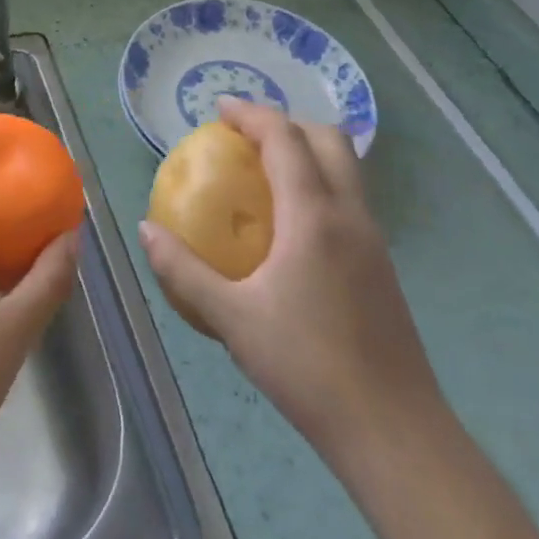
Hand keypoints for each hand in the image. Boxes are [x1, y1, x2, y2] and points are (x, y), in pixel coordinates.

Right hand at [139, 97, 443, 463]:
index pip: (286, 139)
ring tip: (262, 172)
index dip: (252, 114)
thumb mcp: (230, 318)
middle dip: (287, 123)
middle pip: (330, 140)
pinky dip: (318, 186)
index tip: (218, 109)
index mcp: (314, 217)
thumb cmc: (305, 366)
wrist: (392, 429)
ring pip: (347, 170)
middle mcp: (351, 217)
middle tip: (243, 137)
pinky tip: (287, 227)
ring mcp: (374, 242)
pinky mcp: (381, 267)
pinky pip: (349, 201)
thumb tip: (147, 231)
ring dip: (307, 153)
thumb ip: (183, 270)